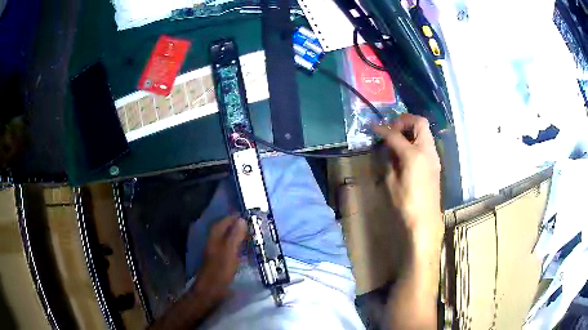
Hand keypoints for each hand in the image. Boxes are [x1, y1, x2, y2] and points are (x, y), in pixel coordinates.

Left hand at [192, 215, 246, 305]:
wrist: (210, 290)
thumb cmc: (220, 271)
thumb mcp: (230, 252)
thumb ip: (235, 235)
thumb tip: (242, 219)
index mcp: (215, 236)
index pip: (226, 220)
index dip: (236, 217)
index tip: (250, 216)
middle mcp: (214, 241)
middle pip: (227, 228)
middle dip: (239, 226)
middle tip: (254, 227)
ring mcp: (217, 251)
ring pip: (229, 238)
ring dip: (239, 236)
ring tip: (253, 237)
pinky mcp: (221, 260)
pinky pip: (231, 248)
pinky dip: (239, 246)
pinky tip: (246, 251)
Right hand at [373, 114, 443, 250]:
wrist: (425, 218)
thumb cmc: (406, 203)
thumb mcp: (391, 182)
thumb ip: (389, 161)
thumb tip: (388, 150)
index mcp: (414, 155)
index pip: (395, 135)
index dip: (383, 129)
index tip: (373, 126)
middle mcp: (427, 150)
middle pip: (419, 122)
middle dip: (404, 120)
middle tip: (392, 128)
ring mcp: (434, 155)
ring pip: (425, 131)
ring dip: (412, 129)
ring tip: (399, 137)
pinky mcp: (435, 162)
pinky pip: (427, 142)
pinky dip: (417, 138)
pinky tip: (408, 150)